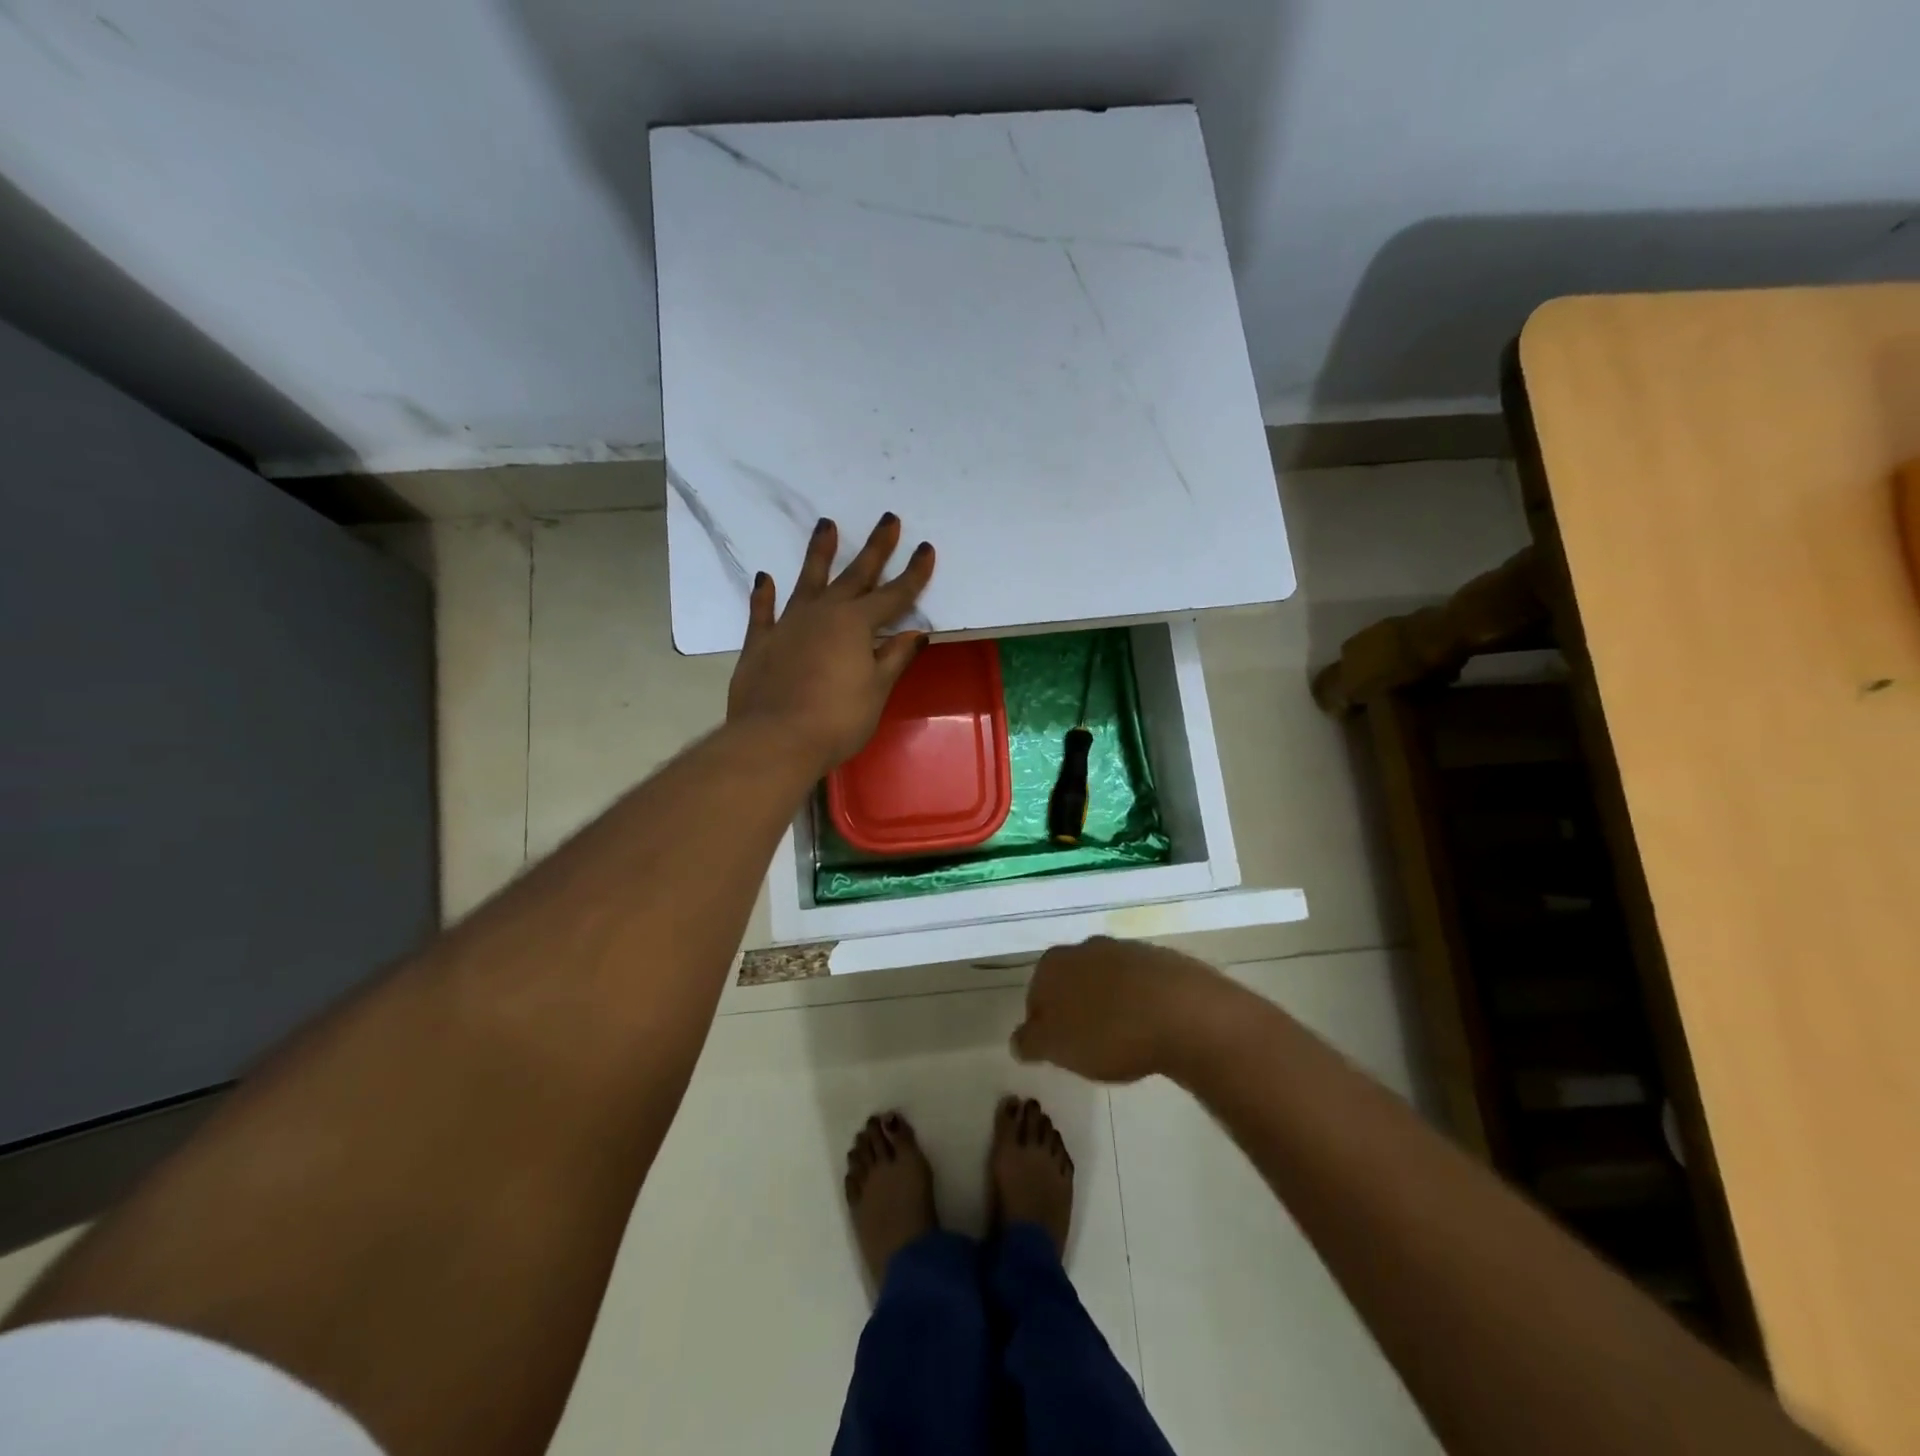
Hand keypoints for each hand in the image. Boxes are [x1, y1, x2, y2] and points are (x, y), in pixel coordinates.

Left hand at [727, 514, 935, 774]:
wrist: (776, 739)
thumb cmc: (837, 720)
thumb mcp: (876, 690)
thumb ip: (894, 658)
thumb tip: (915, 633)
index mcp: (856, 625)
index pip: (894, 595)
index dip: (913, 574)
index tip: (925, 548)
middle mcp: (823, 614)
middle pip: (854, 576)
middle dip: (875, 548)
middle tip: (888, 519)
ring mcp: (789, 624)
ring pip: (808, 581)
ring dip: (819, 553)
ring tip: (826, 525)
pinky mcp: (761, 642)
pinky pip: (763, 612)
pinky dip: (764, 595)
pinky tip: (765, 578)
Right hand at [1011, 937, 1226, 1082]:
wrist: (1182, 1013)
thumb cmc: (1108, 1032)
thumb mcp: (1056, 1048)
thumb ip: (1030, 1042)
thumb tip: (1019, 1039)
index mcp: (1054, 964)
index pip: (1036, 996)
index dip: (1045, 1026)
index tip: (1060, 1052)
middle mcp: (1086, 947)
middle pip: (1072, 983)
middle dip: (1077, 1010)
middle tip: (1090, 1047)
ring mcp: (1127, 949)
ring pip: (1107, 981)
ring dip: (1109, 1005)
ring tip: (1124, 1041)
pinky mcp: (1162, 959)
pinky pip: (1141, 985)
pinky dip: (1141, 1004)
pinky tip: (1152, 1029)